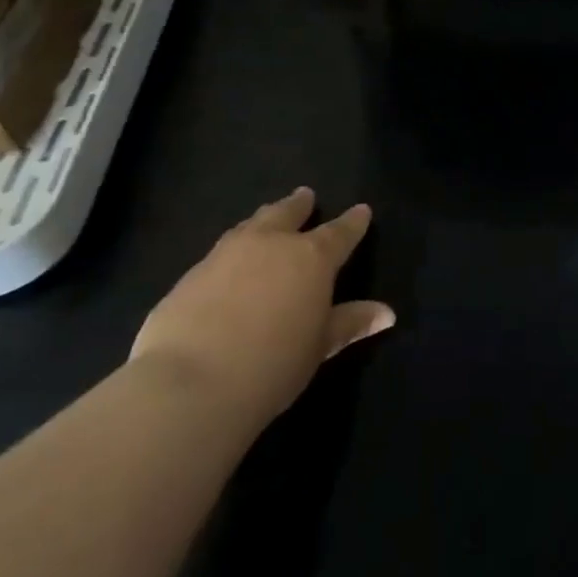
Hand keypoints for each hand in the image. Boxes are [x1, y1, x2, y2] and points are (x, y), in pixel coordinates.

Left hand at [132, 188, 393, 423]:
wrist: (191, 381)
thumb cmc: (272, 365)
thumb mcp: (319, 347)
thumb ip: (349, 323)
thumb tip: (386, 312)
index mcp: (310, 259)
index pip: (339, 233)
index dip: (352, 223)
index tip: (362, 210)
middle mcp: (270, 244)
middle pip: (288, 214)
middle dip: (300, 205)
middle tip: (306, 195)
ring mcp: (226, 253)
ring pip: (252, 224)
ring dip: (265, 218)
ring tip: (269, 216)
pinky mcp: (192, 272)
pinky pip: (222, 249)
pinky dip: (235, 246)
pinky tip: (230, 259)